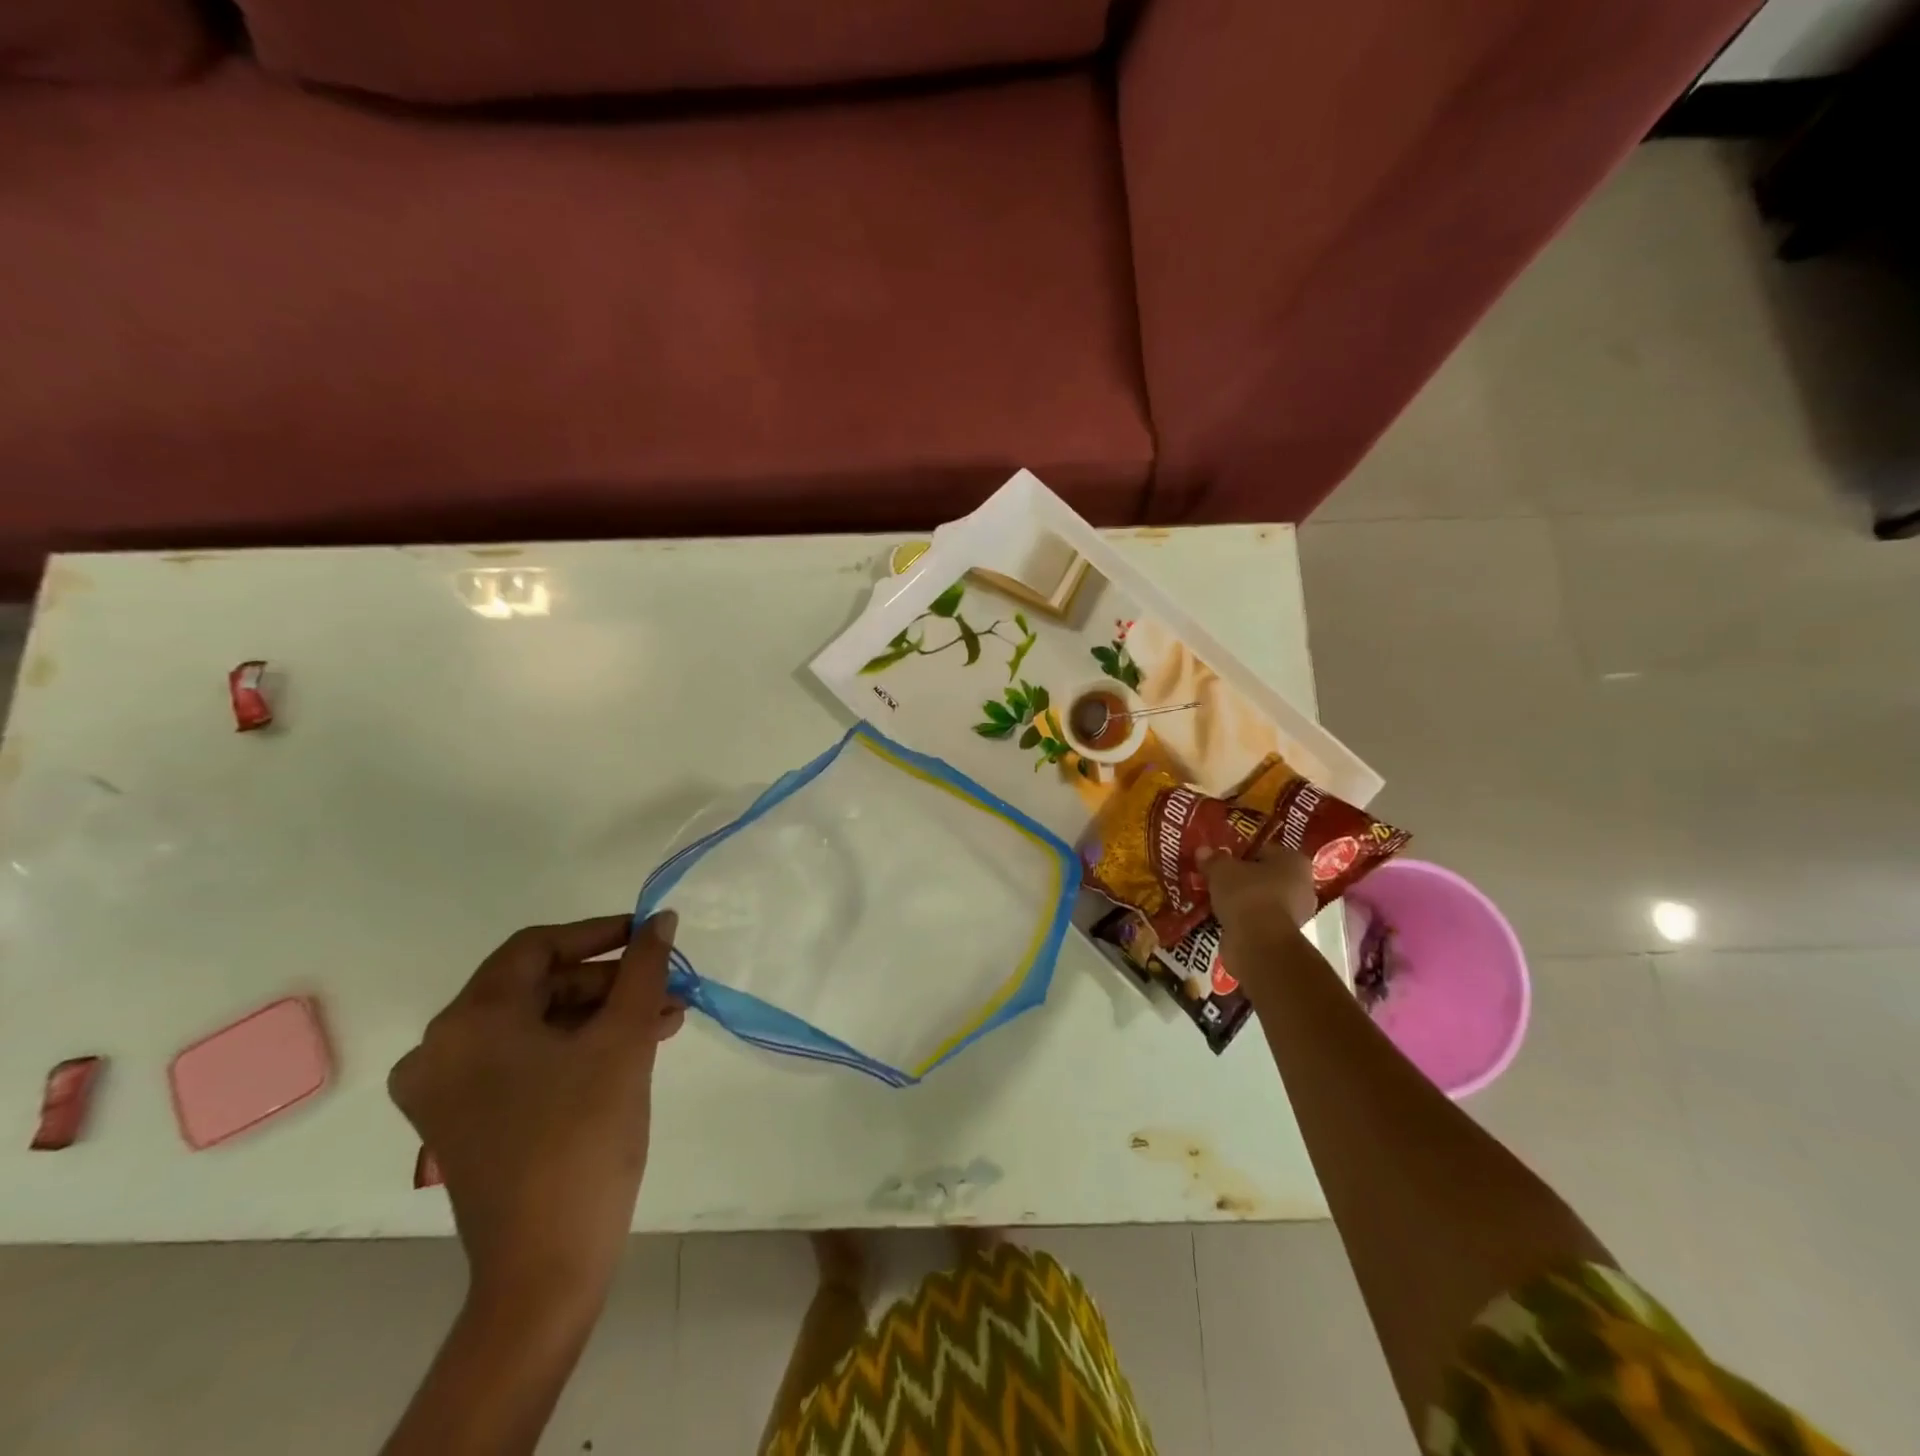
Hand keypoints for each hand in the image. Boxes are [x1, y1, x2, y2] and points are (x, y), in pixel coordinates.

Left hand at [389, 912, 684, 1316]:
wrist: (546, 1267)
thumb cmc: (584, 1138)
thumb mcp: (624, 1040)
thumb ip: (644, 970)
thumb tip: (661, 920)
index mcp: (469, 1022)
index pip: (537, 947)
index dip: (598, 933)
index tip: (649, 935)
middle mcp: (441, 1049)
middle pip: (536, 986)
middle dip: (608, 983)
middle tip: (665, 987)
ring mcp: (446, 1090)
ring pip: (534, 1024)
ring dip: (600, 1015)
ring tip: (663, 1019)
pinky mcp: (463, 1121)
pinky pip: (523, 1060)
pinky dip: (575, 1047)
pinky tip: (630, 1048)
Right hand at [1202, 844, 1317, 936]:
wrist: (1259, 943)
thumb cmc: (1247, 894)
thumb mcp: (1221, 869)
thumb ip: (1213, 859)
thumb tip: (1203, 850)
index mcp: (1294, 861)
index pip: (1264, 850)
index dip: (1240, 853)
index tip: (1220, 859)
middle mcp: (1303, 885)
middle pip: (1265, 876)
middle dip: (1242, 878)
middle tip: (1216, 878)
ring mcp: (1296, 914)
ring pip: (1262, 899)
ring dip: (1242, 901)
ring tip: (1215, 899)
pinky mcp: (1283, 936)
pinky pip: (1259, 920)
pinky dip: (1243, 919)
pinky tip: (1222, 918)